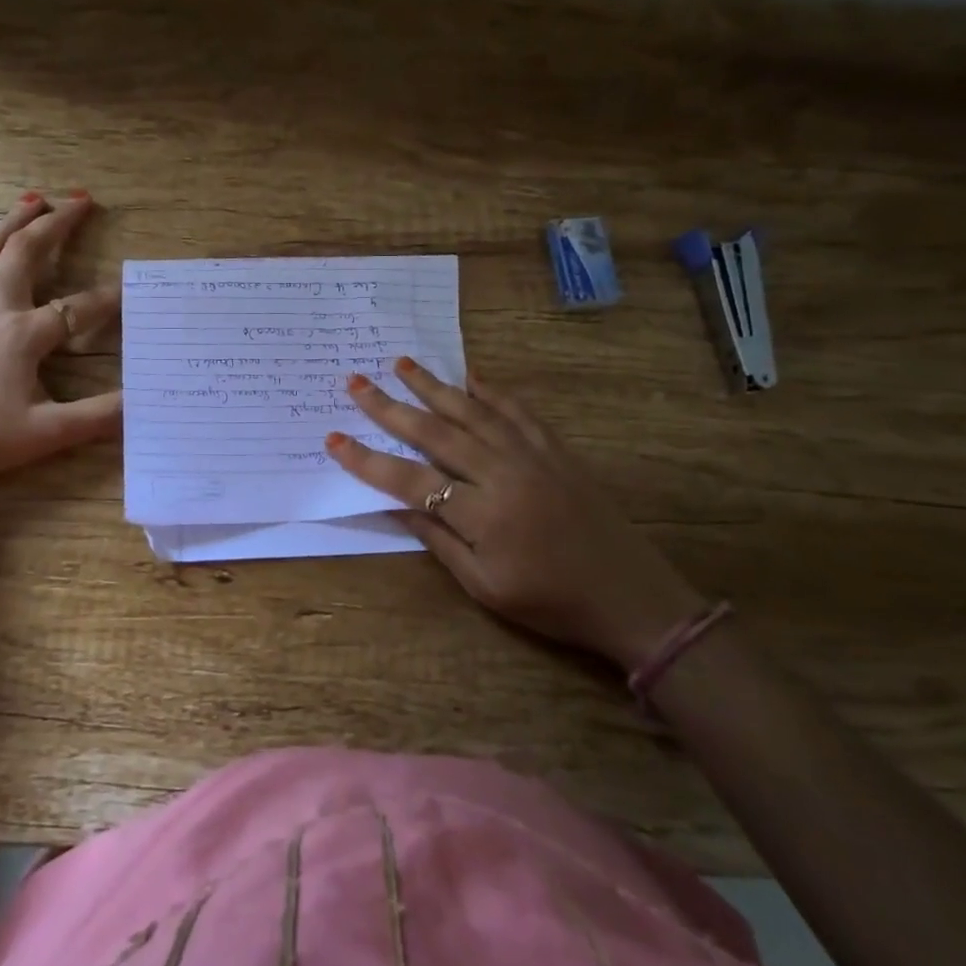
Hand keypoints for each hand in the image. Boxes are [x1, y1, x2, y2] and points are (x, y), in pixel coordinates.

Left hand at [0, 191, 121, 492]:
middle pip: (26, 255)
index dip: (109, 298)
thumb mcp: (48, 434)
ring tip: (30, 198)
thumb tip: (144, 401)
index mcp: (24, 336)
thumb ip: (99, 416)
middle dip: (56, 225)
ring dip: (8, 223)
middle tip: (79, 201)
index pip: (78, 309)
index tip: (131, 287)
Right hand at [324, 359, 705, 669]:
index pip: (410, 480)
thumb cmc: (552, 602)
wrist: (632, 597)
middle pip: (436, 433)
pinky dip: (491, 390)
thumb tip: (396, 505)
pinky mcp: (557, 450)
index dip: (368, 460)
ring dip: (433, 385)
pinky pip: (518, 411)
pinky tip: (470, 375)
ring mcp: (533, 456)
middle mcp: (503, 474)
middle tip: (355, 382)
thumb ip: (438, 541)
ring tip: (401, 362)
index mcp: (483, 515)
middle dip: (390, 407)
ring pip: (473, 411)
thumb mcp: (486, 587)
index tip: (333, 439)